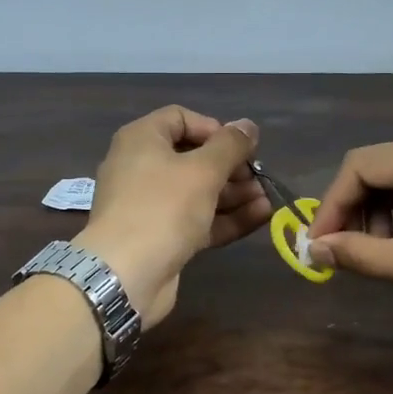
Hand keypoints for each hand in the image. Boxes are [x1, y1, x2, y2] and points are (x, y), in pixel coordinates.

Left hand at [75, 106, 271, 325]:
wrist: (125, 274)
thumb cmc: (162, 208)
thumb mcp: (202, 170)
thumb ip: (230, 146)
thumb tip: (247, 126)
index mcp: (141, 140)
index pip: (180, 118)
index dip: (214, 129)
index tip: (240, 147)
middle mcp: (141, 167)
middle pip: (192, 157)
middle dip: (230, 167)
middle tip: (259, 177)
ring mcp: (150, 205)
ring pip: (197, 192)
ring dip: (233, 194)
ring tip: (267, 199)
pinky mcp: (161, 237)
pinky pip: (196, 220)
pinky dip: (225, 218)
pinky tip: (260, 218)